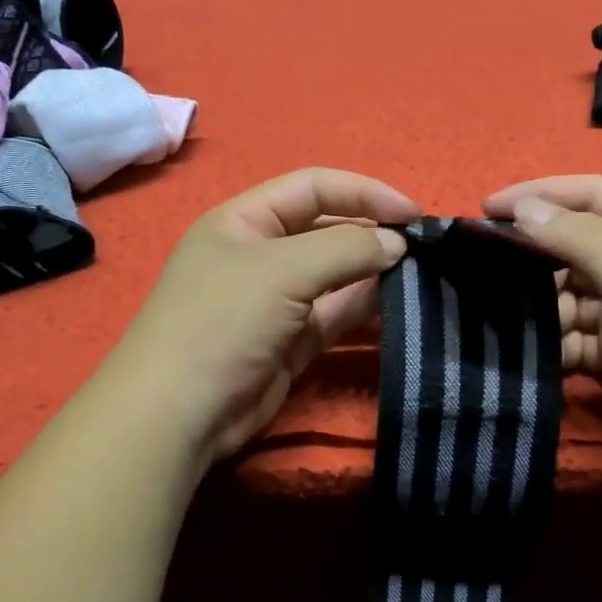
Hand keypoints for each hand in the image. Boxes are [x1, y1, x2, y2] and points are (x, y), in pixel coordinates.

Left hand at [109, 168, 419, 462]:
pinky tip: (398, 305)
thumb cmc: (223, 320)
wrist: (178, 413)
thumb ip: (346, 248)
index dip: (365, 193)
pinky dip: (363, 309)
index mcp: (245, 220)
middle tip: (423, 249)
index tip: (413, 213)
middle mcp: (260, 255)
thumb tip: (397, 243)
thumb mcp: (283, 269)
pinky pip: (334, 316)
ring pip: (335, 277)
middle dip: (372, 234)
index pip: (313, 188)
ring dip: (373, 274)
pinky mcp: (290, 343)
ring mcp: (275, 302)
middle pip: (326, 231)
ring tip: (420, 276)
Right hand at [481, 175, 601, 481]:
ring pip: (571, 301)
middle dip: (532, 258)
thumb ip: (581, 239)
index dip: (540, 195)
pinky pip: (577, 345)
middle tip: (481, 273)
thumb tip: (525, 209)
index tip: (485, 209)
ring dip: (539, 310)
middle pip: (576, 250)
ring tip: (501, 323)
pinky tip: (527, 357)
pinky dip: (553, 348)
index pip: (592, 197)